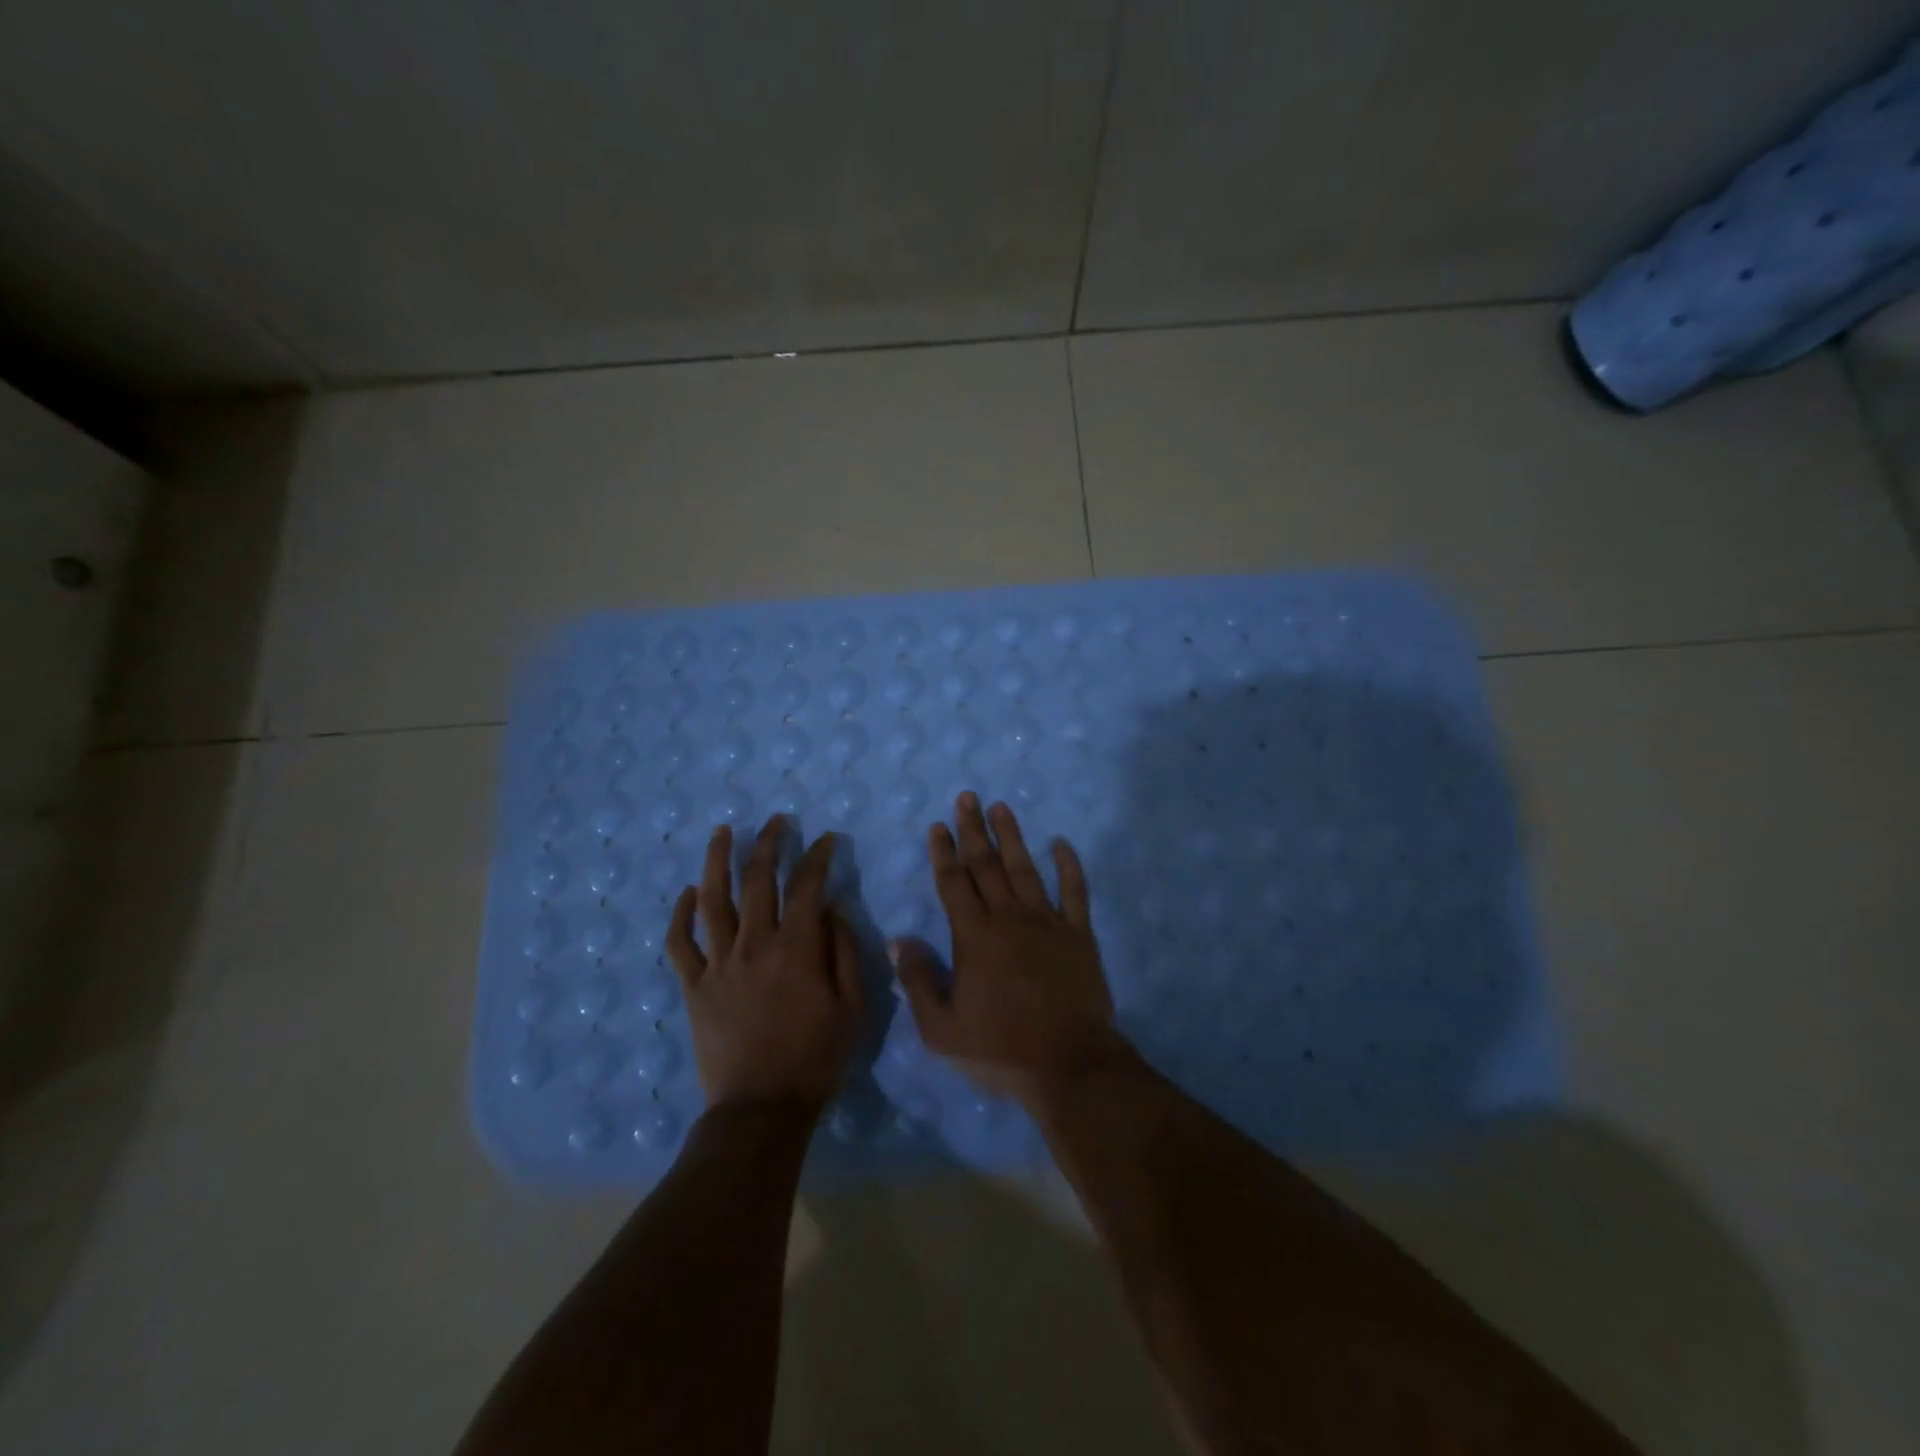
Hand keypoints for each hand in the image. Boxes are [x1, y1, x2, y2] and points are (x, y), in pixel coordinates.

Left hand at [666, 814, 864, 1113]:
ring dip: (717, 862)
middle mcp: (754, 945)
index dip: (817, 857)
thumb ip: (845, 952)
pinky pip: (680, 944)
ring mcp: (718, 964)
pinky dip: (681, 915)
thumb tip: (833, 908)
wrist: (761, 1108)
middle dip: (768, 844)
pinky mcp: (694, 987)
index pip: (807, 886)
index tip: (825, 839)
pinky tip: (688, 894)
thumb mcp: (853, 1007)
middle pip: (757, 881)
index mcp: (796, 949)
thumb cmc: (816, 1058)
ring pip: (713, 900)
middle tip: (775, 821)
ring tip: (722, 832)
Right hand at [891, 793, 1120, 1100]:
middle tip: (968, 797)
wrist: (1069, 1065)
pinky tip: (1062, 843)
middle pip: (987, 865)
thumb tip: (899, 940)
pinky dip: (1069, 866)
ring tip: (1002, 807)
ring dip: (1012, 837)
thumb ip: (918, 981)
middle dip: (974, 830)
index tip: (939, 825)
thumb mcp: (941, 1029)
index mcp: (974, 937)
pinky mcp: (1079, 935)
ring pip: (1026, 869)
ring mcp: (1047, 923)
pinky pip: (1075, 892)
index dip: (944, 852)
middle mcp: (1009, 918)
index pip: (954, 883)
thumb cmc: (1000, 1050)